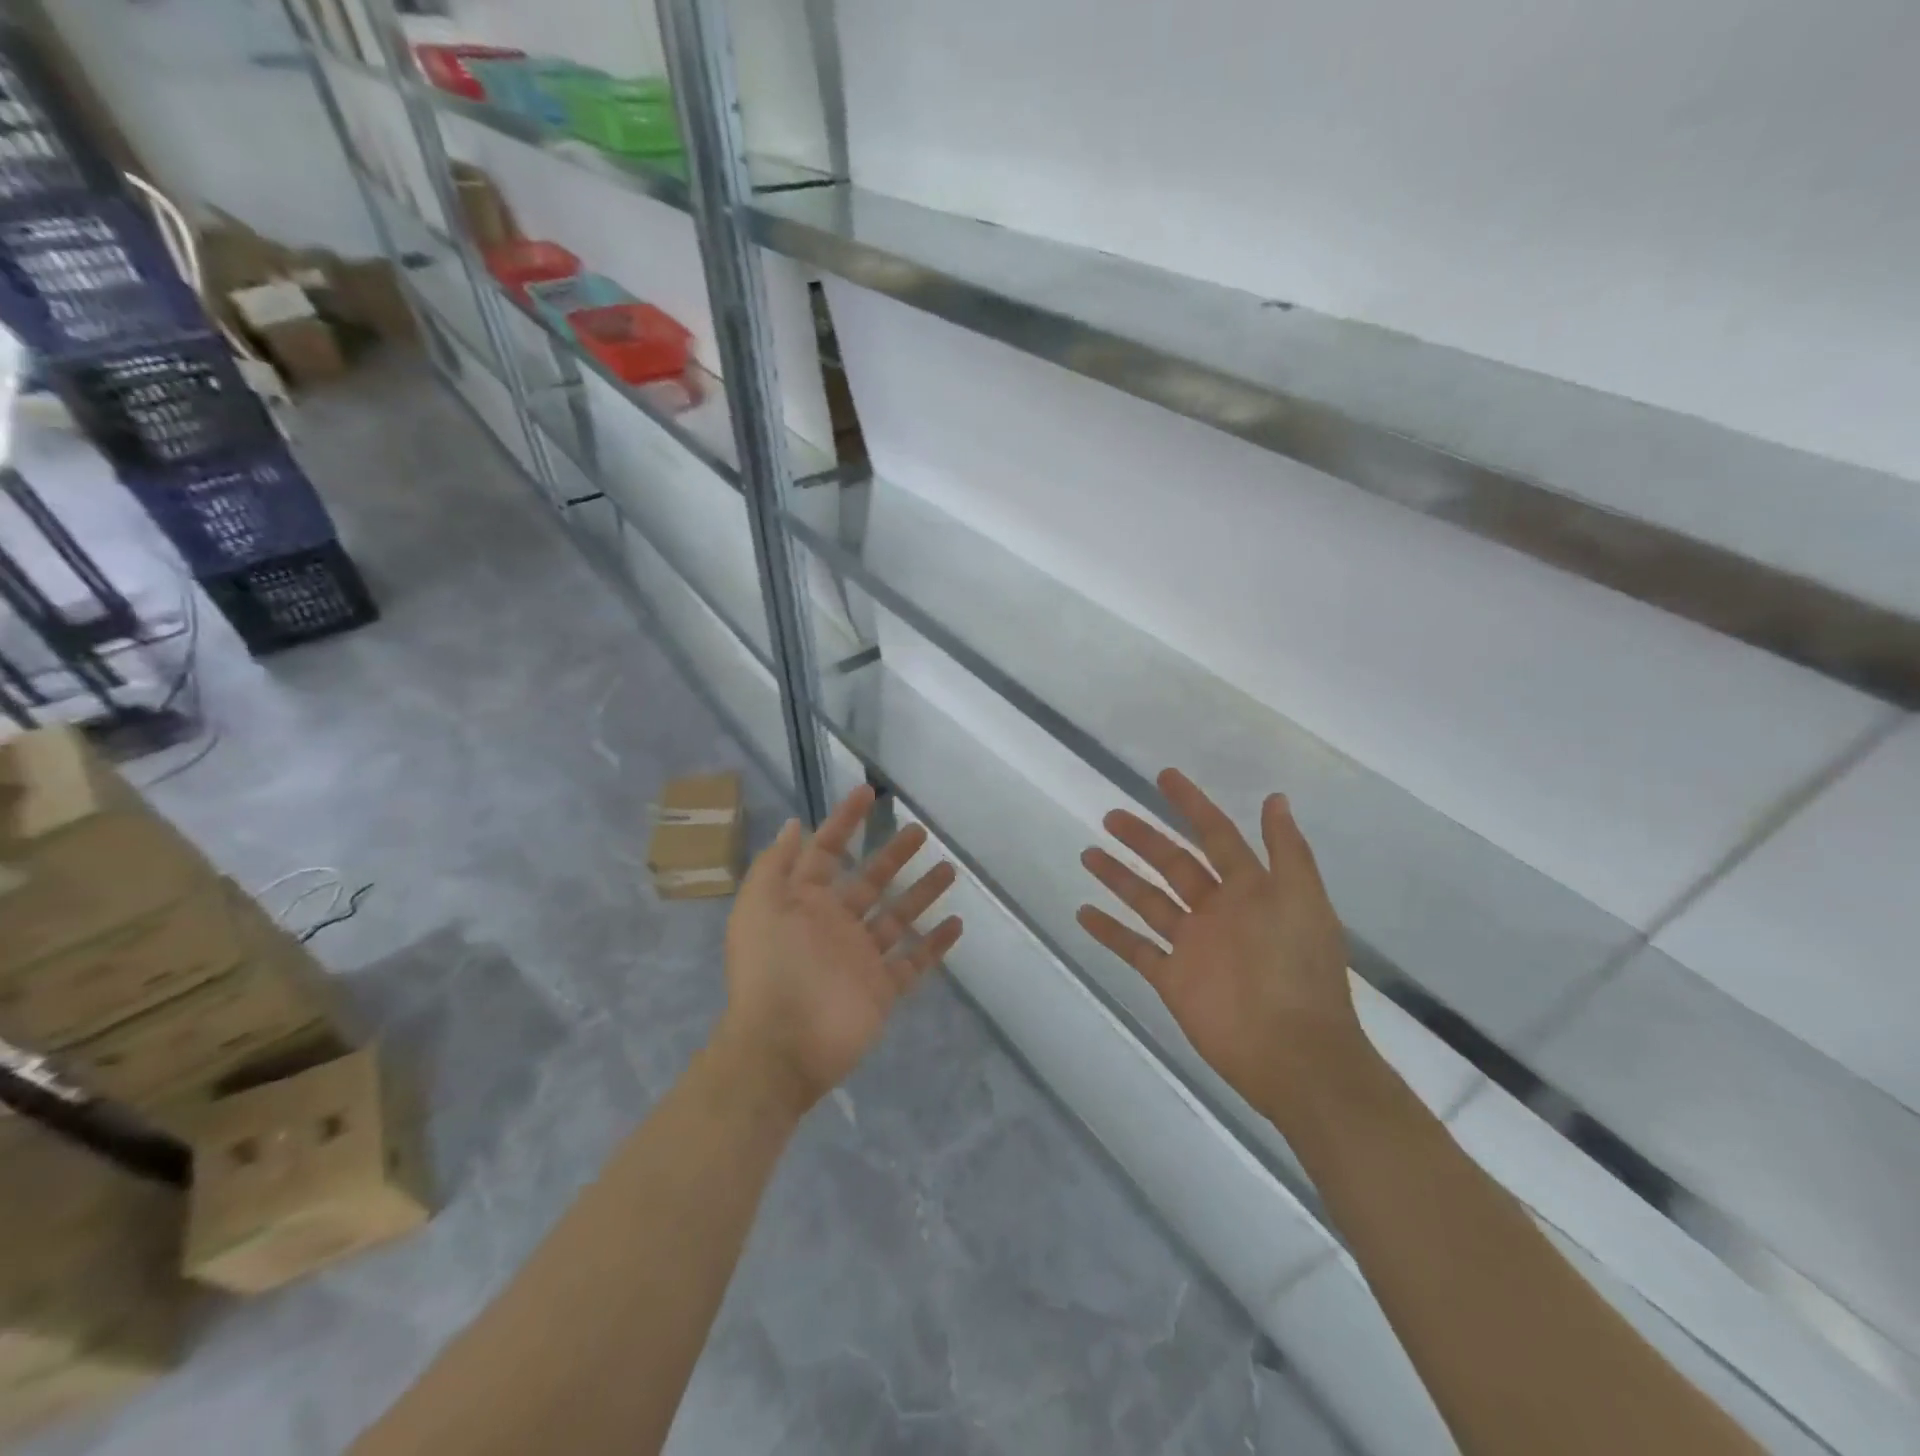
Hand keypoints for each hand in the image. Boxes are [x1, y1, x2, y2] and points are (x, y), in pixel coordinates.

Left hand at [717, 784, 962, 1117]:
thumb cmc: (771, 967)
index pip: (826, 851)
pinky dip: (934, 944)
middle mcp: (834, 924)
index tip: (869, 793)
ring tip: (949, 870)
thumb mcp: (758, 906)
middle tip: (920, 831)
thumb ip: (777, 864)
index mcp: (804, 902)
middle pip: (870, 880)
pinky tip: (957, 923)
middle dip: (893, 854)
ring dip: (922, 893)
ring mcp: (861, 957)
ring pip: (897, 917)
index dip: (845, 822)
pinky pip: (913, 962)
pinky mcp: (882, 989)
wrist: (782, 1046)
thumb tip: (794, 824)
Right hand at [1078, 769, 1362, 1122]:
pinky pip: (1135, 948)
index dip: (1191, 805)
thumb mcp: (1302, 900)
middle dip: (1144, 838)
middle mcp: (1217, 911)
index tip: (1163, 777)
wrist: (1293, 1053)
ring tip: (1088, 854)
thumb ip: (1286, 851)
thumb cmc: (1297, 970)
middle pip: (1173, 864)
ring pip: (1147, 901)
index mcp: (1249, 890)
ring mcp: (1192, 945)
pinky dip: (1110, 931)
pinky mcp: (1173, 978)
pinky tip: (1083, 912)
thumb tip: (1275, 799)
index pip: (1215, 835)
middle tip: (1111, 816)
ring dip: (1119, 877)